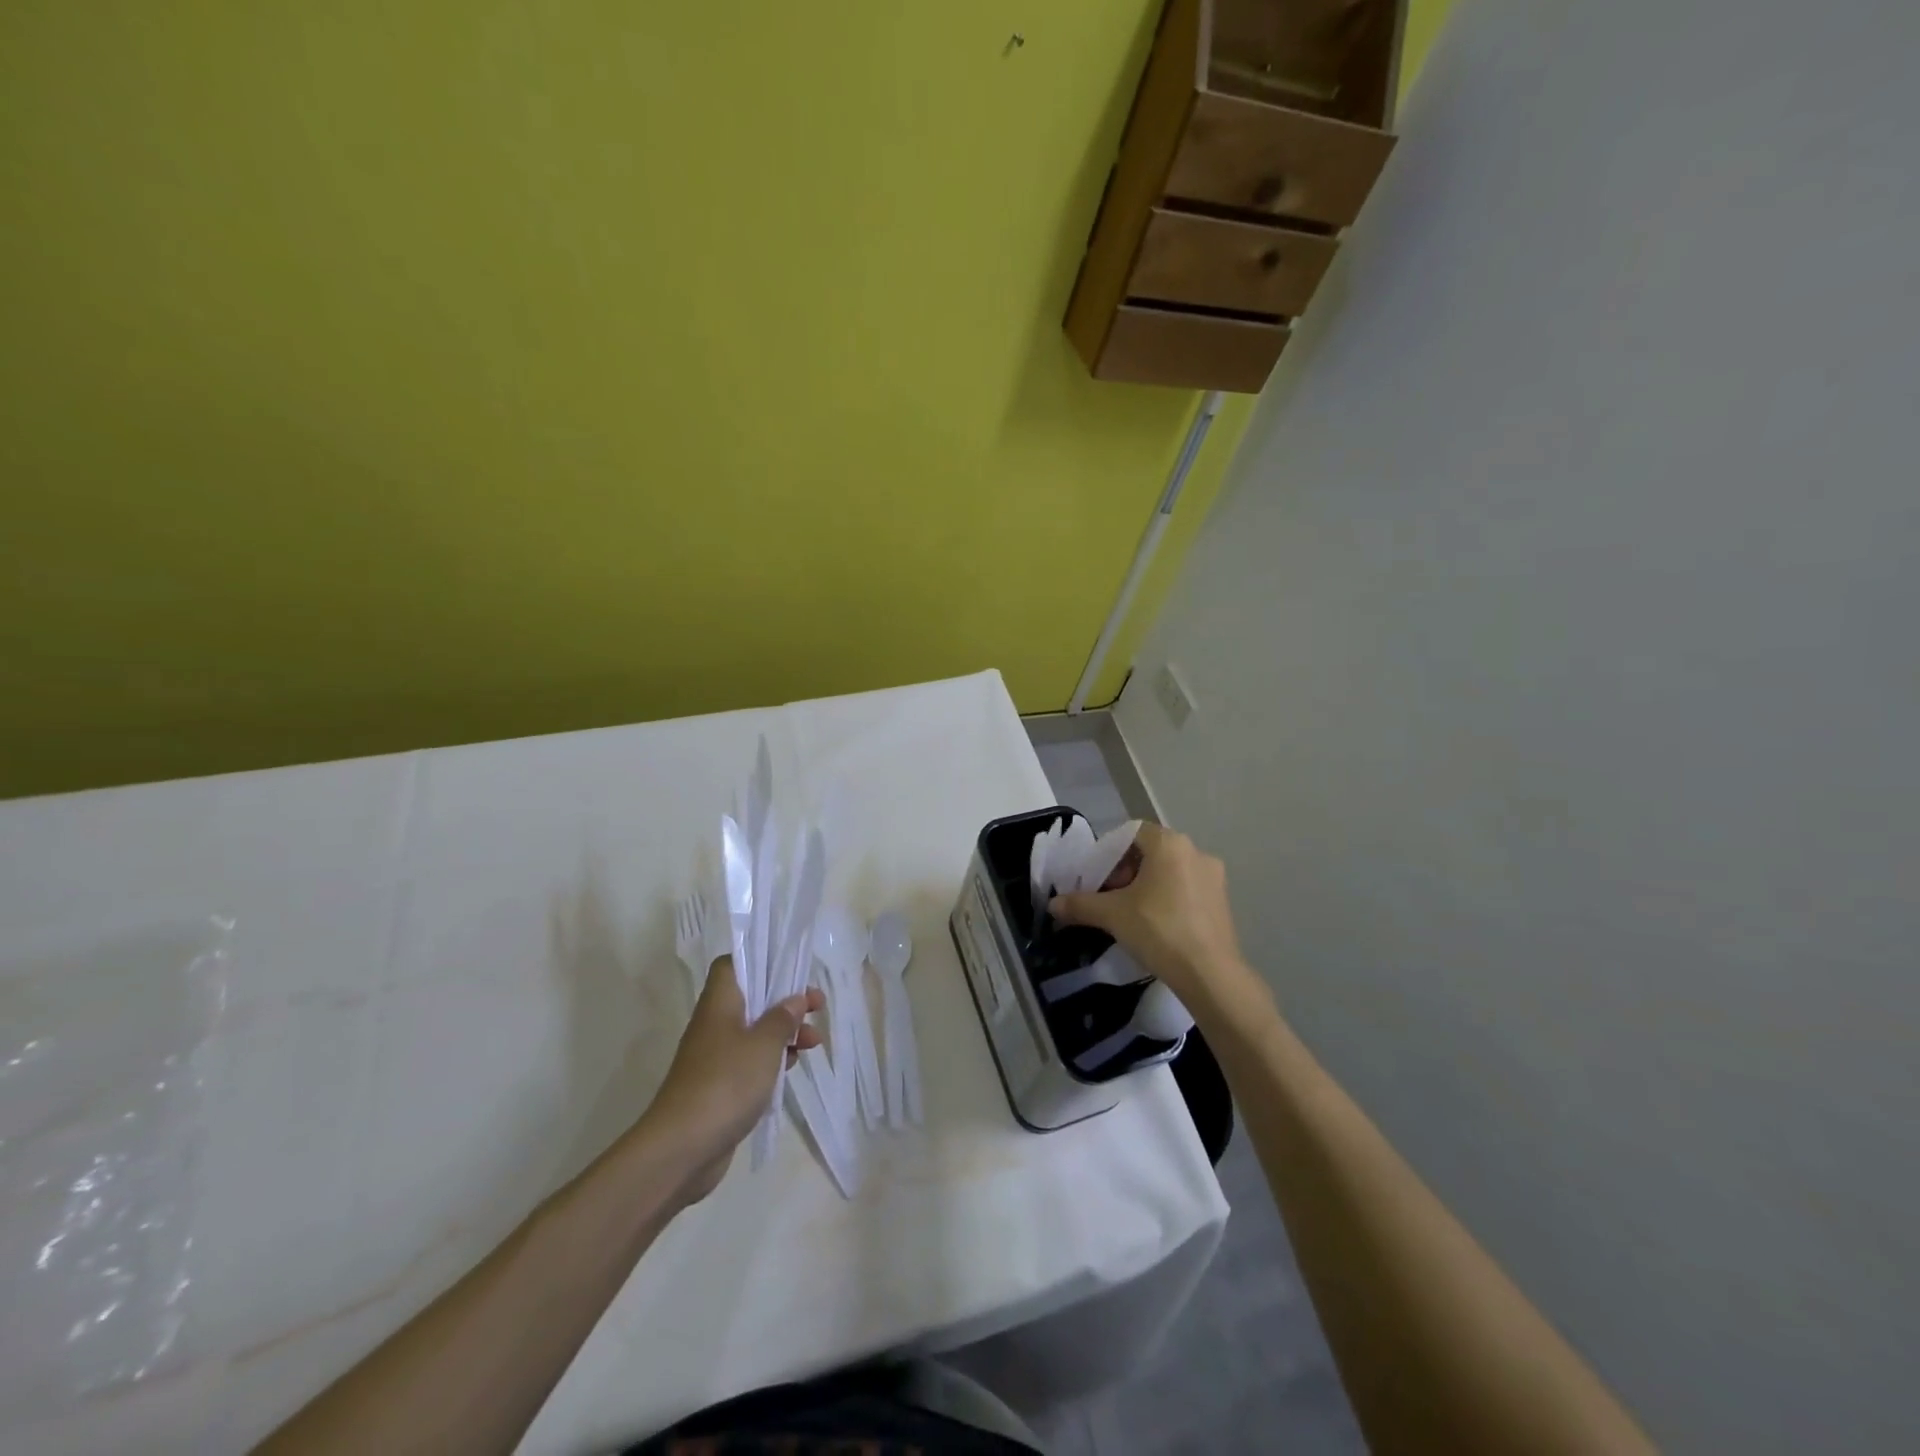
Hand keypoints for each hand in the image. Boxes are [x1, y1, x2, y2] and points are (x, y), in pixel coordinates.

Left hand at [642, 956, 822, 1204]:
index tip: (790, 969)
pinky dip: (772, 1061)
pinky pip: (750, 1062)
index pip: (732, 965)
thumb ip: (782, 1018)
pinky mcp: (720, 1086)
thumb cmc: (726, 1082)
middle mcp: (714, 1024)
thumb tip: (794, 999)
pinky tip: (791, 1069)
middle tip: (816, 1008)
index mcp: (719, 1004)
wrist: (682, 1148)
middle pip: (751, 999)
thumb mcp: (764, 1044)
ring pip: (754, 1032)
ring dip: (784, 1033)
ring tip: (813, 1044)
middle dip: (785, 1002)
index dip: (760, 960)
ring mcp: (715, 1057)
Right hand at [1049, 823, 1256, 1010]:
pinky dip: (1168, 899)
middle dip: (1126, 871)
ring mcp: (1214, 877)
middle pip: (1150, 852)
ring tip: (1132, 914)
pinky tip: (1158, 926)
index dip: (1110, 853)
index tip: (1098, 879)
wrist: (1209, 974)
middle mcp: (1195, 851)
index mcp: (1169, 844)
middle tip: (1111, 897)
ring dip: (1147, 886)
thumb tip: (1053, 905)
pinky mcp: (1223, 901)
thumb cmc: (1158, 930)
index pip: (1131, 833)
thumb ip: (1080, 904)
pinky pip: (1188, 889)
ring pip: (1170, 871)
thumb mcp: (1111, 915)